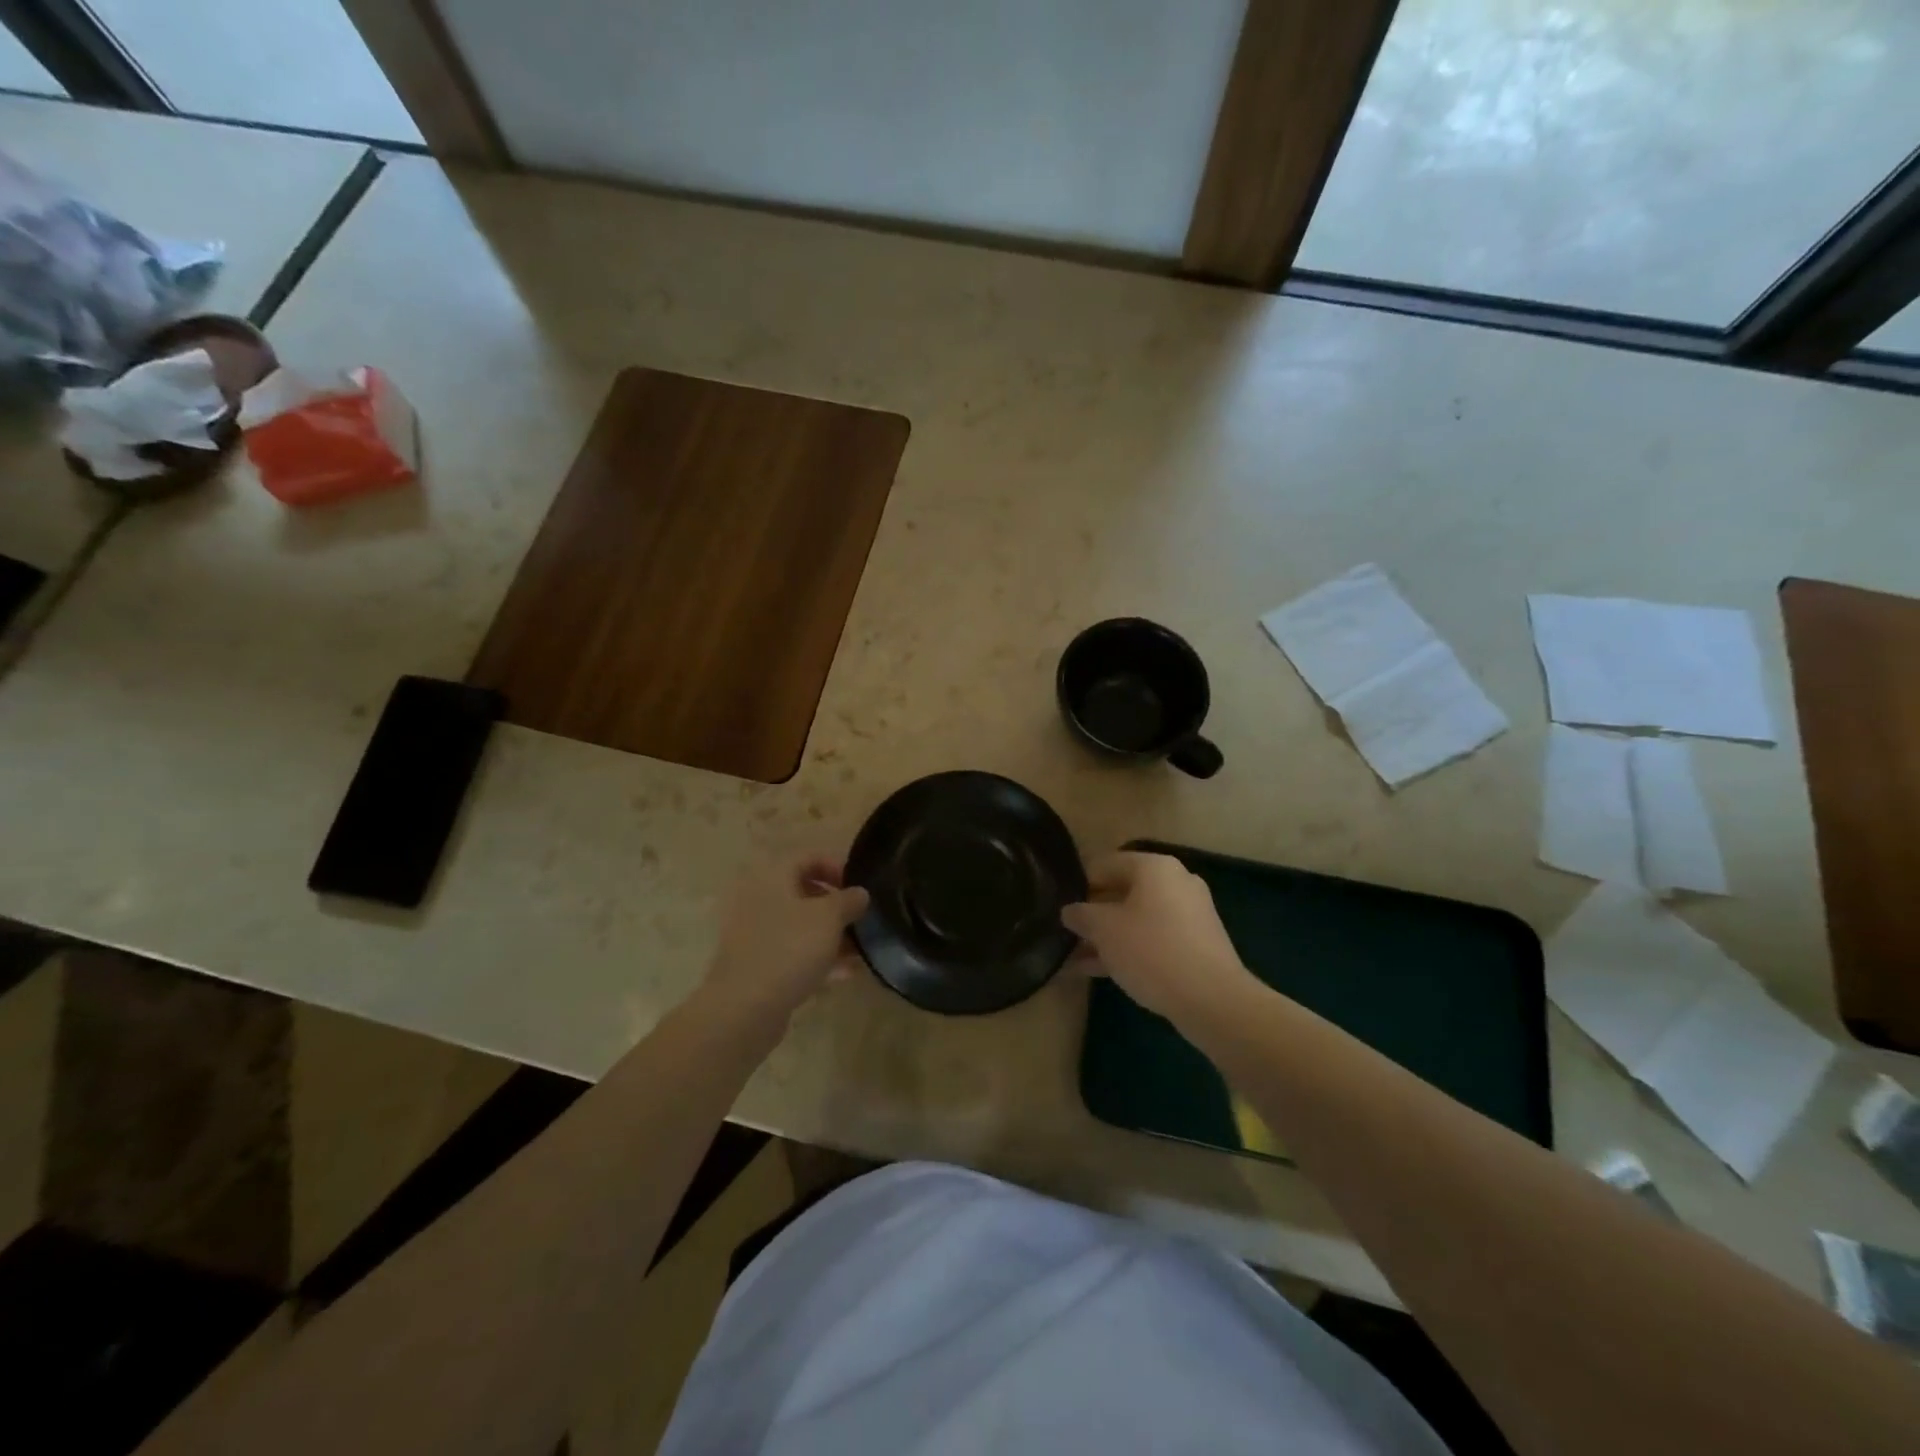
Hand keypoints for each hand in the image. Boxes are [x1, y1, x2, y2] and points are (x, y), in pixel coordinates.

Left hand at [702, 854, 868, 1023]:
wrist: (744, 1008)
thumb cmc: (789, 949)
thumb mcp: (829, 918)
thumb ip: (848, 900)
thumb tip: (859, 893)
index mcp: (773, 877)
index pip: (808, 857)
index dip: (837, 866)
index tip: (859, 887)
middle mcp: (760, 899)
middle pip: (804, 892)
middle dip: (836, 906)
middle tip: (861, 919)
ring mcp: (755, 934)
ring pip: (800, 925)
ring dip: (830, 935)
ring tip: (860, 951)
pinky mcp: (757, 965)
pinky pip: (793, 952)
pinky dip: (817, 958)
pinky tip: (844, 974)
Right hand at [1062, 852, 1253, 1023]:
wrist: (1213, 1000)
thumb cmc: (1152, 951)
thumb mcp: (1105, 930)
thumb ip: (1081, 915)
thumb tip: (1070, 911)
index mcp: (1154, 867)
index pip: (1105, 864)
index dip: (1078, 884)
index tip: (1058, 905)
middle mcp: (1175, 882)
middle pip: (1122, 891)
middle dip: (1093, 914)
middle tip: (1066, 933)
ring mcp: (1189, 913)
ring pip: (1136, 919)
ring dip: (1107, 937)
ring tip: (1074, 958)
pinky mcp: (1196, 943)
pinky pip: (1153, 938)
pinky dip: (1128, 949)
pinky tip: (1098, 971)